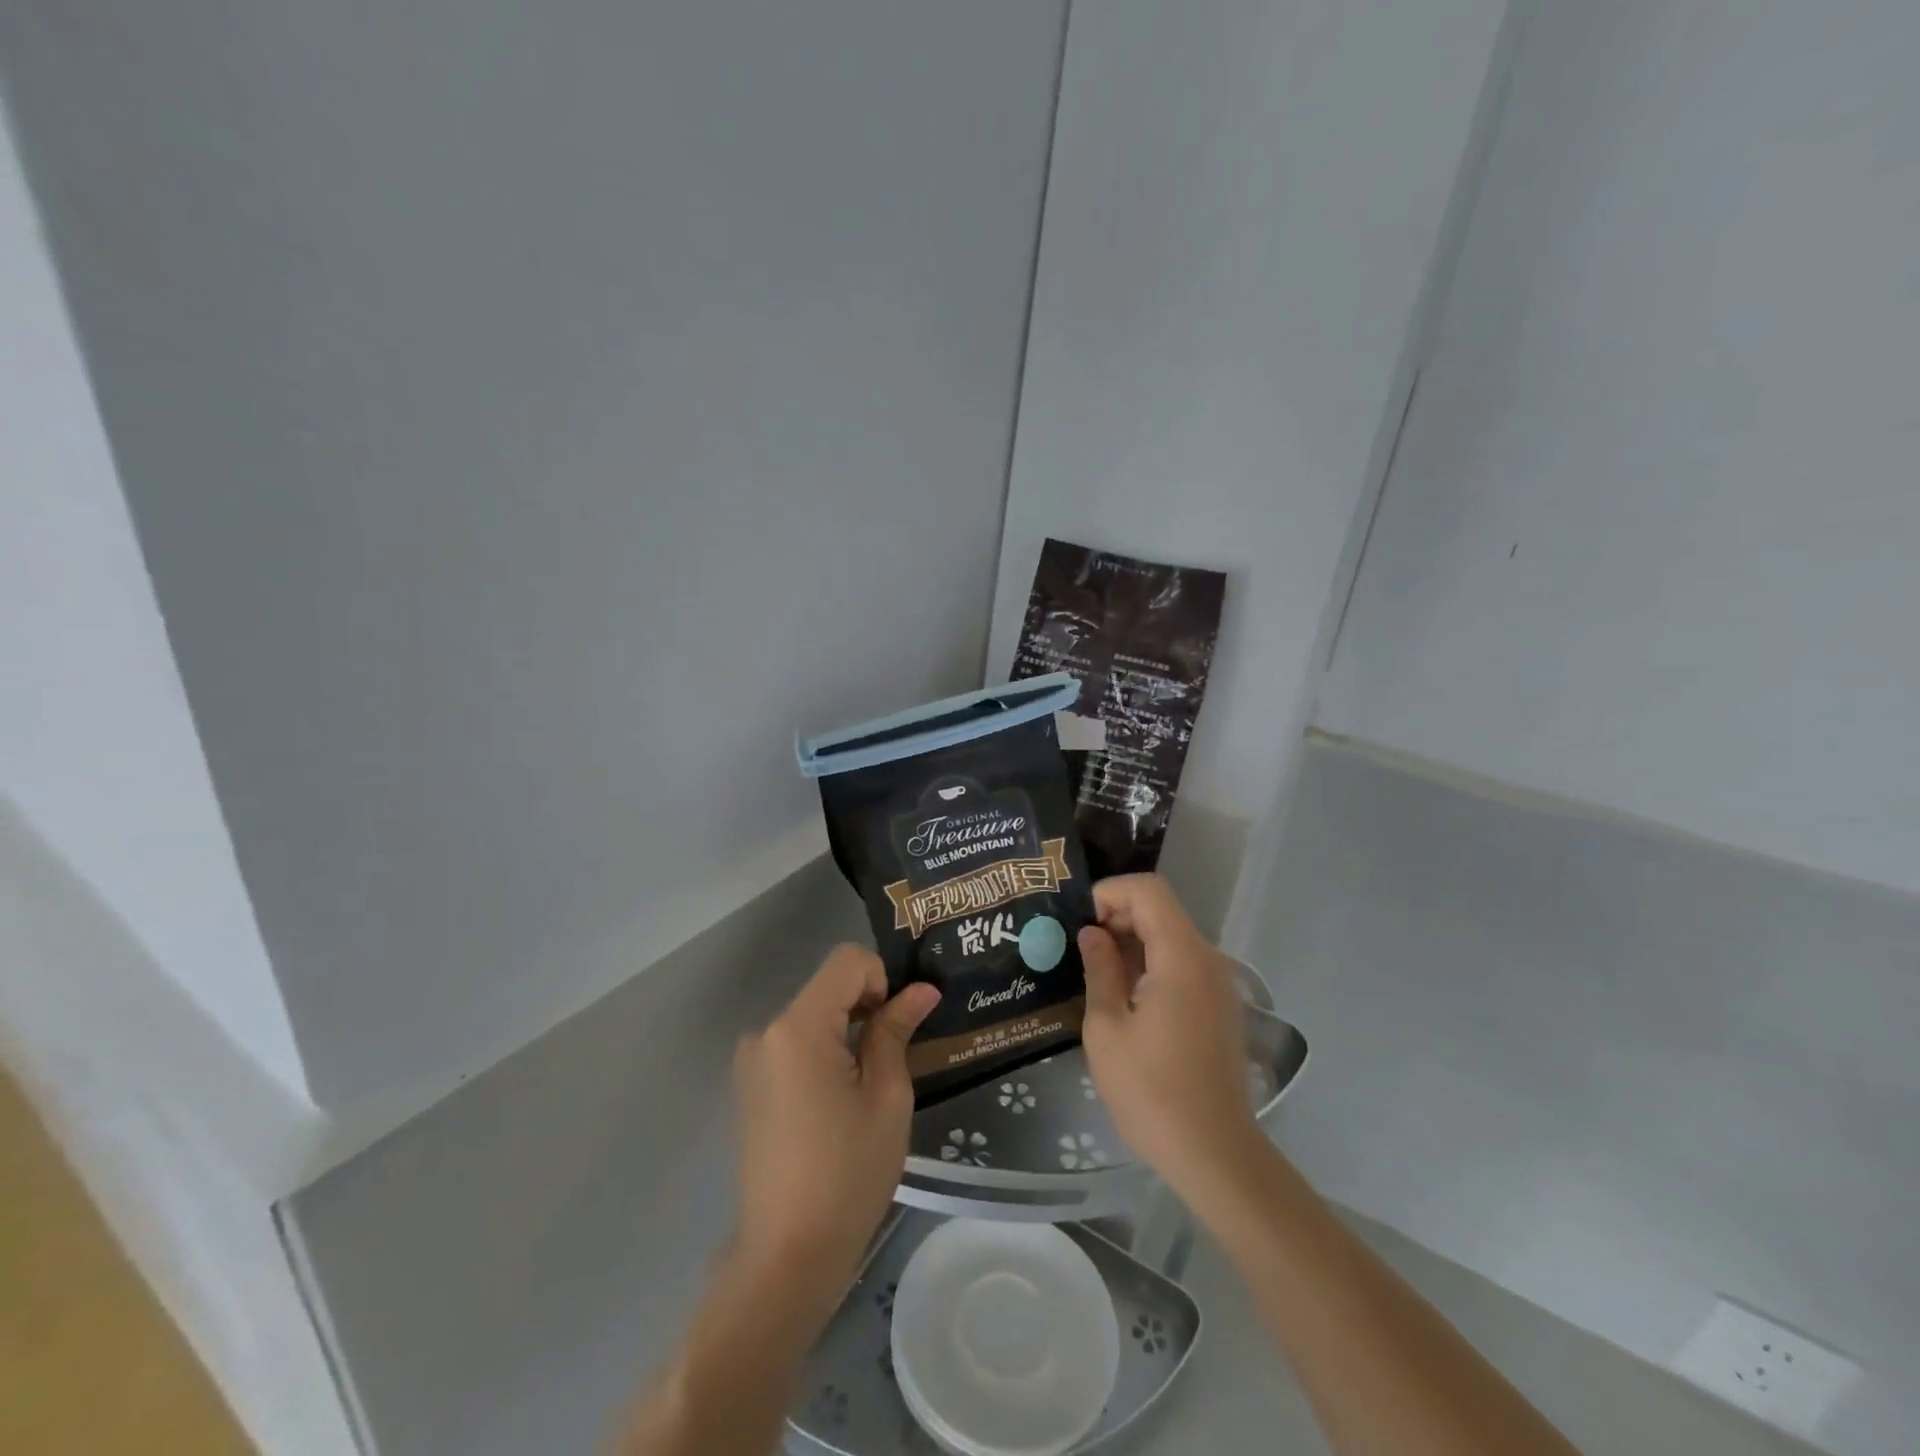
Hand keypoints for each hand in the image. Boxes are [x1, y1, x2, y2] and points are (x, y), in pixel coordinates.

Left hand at [731, 945, 938, 1295]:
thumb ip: (896, 1031)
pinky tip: (837, 1102)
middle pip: (828, 987)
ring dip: (846, 1031)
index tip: (897, 1027)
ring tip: (867, 1086)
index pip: (848, 962)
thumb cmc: (848, 1174)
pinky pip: (795, 1044)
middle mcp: (766, 1032)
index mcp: (798, 1027)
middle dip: (866, 1007)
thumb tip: (921, 990)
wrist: (787, 1257)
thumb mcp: (886, 1097)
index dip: (882, 980)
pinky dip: (824, 1051)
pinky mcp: (749, 1085)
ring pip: (813, 1014)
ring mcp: (752, 1060)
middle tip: (893, 1057)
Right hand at [1078, 875, 1260, 1197]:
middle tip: (1078, 947)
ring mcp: (1218, 984)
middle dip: (1117, 916)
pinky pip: (1183, 964)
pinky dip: (1151, 963)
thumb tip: (1092, 934)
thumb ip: (1099, 969)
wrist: (1214, 1154)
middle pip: (1161, 910)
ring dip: (1132, 942)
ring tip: (1094, 971)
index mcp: (1181, 956)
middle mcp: (1207, 959)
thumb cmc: (1151, 1091)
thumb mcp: (1107, 1028)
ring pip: (1171, 937)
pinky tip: (1124, 996)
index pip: (1148, 890)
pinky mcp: (1220, 1007)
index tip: (1078, 921)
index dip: (1109, 893)